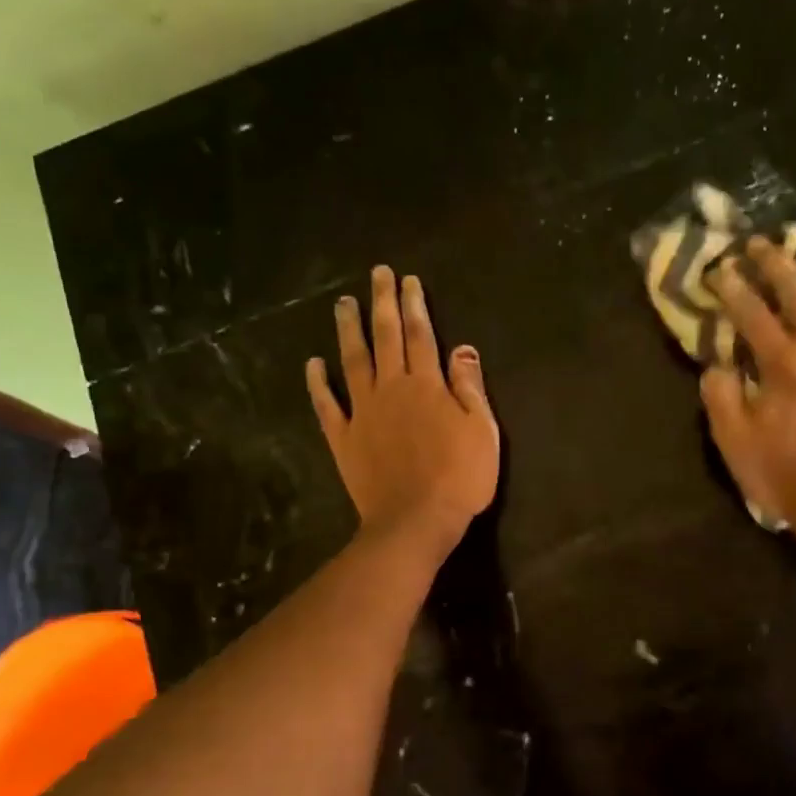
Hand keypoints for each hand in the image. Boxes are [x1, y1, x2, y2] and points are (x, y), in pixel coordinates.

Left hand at [308, 266, 499, 557]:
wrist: (415, 521)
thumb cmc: (459, 478)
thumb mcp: (482, 431)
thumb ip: (470, 387)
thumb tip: (462, 347)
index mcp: (427, 385)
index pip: (420, 335)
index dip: (414, 305)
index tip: (407, 280)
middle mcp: (391, 388)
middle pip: (385, 337)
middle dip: (381, 303)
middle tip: (375, 274)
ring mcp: (363, 412)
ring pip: (353, 361)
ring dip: (348, 330)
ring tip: (342, 303)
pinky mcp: (343, 437)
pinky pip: (326, 405)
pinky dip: (318, 383)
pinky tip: (313, 362)